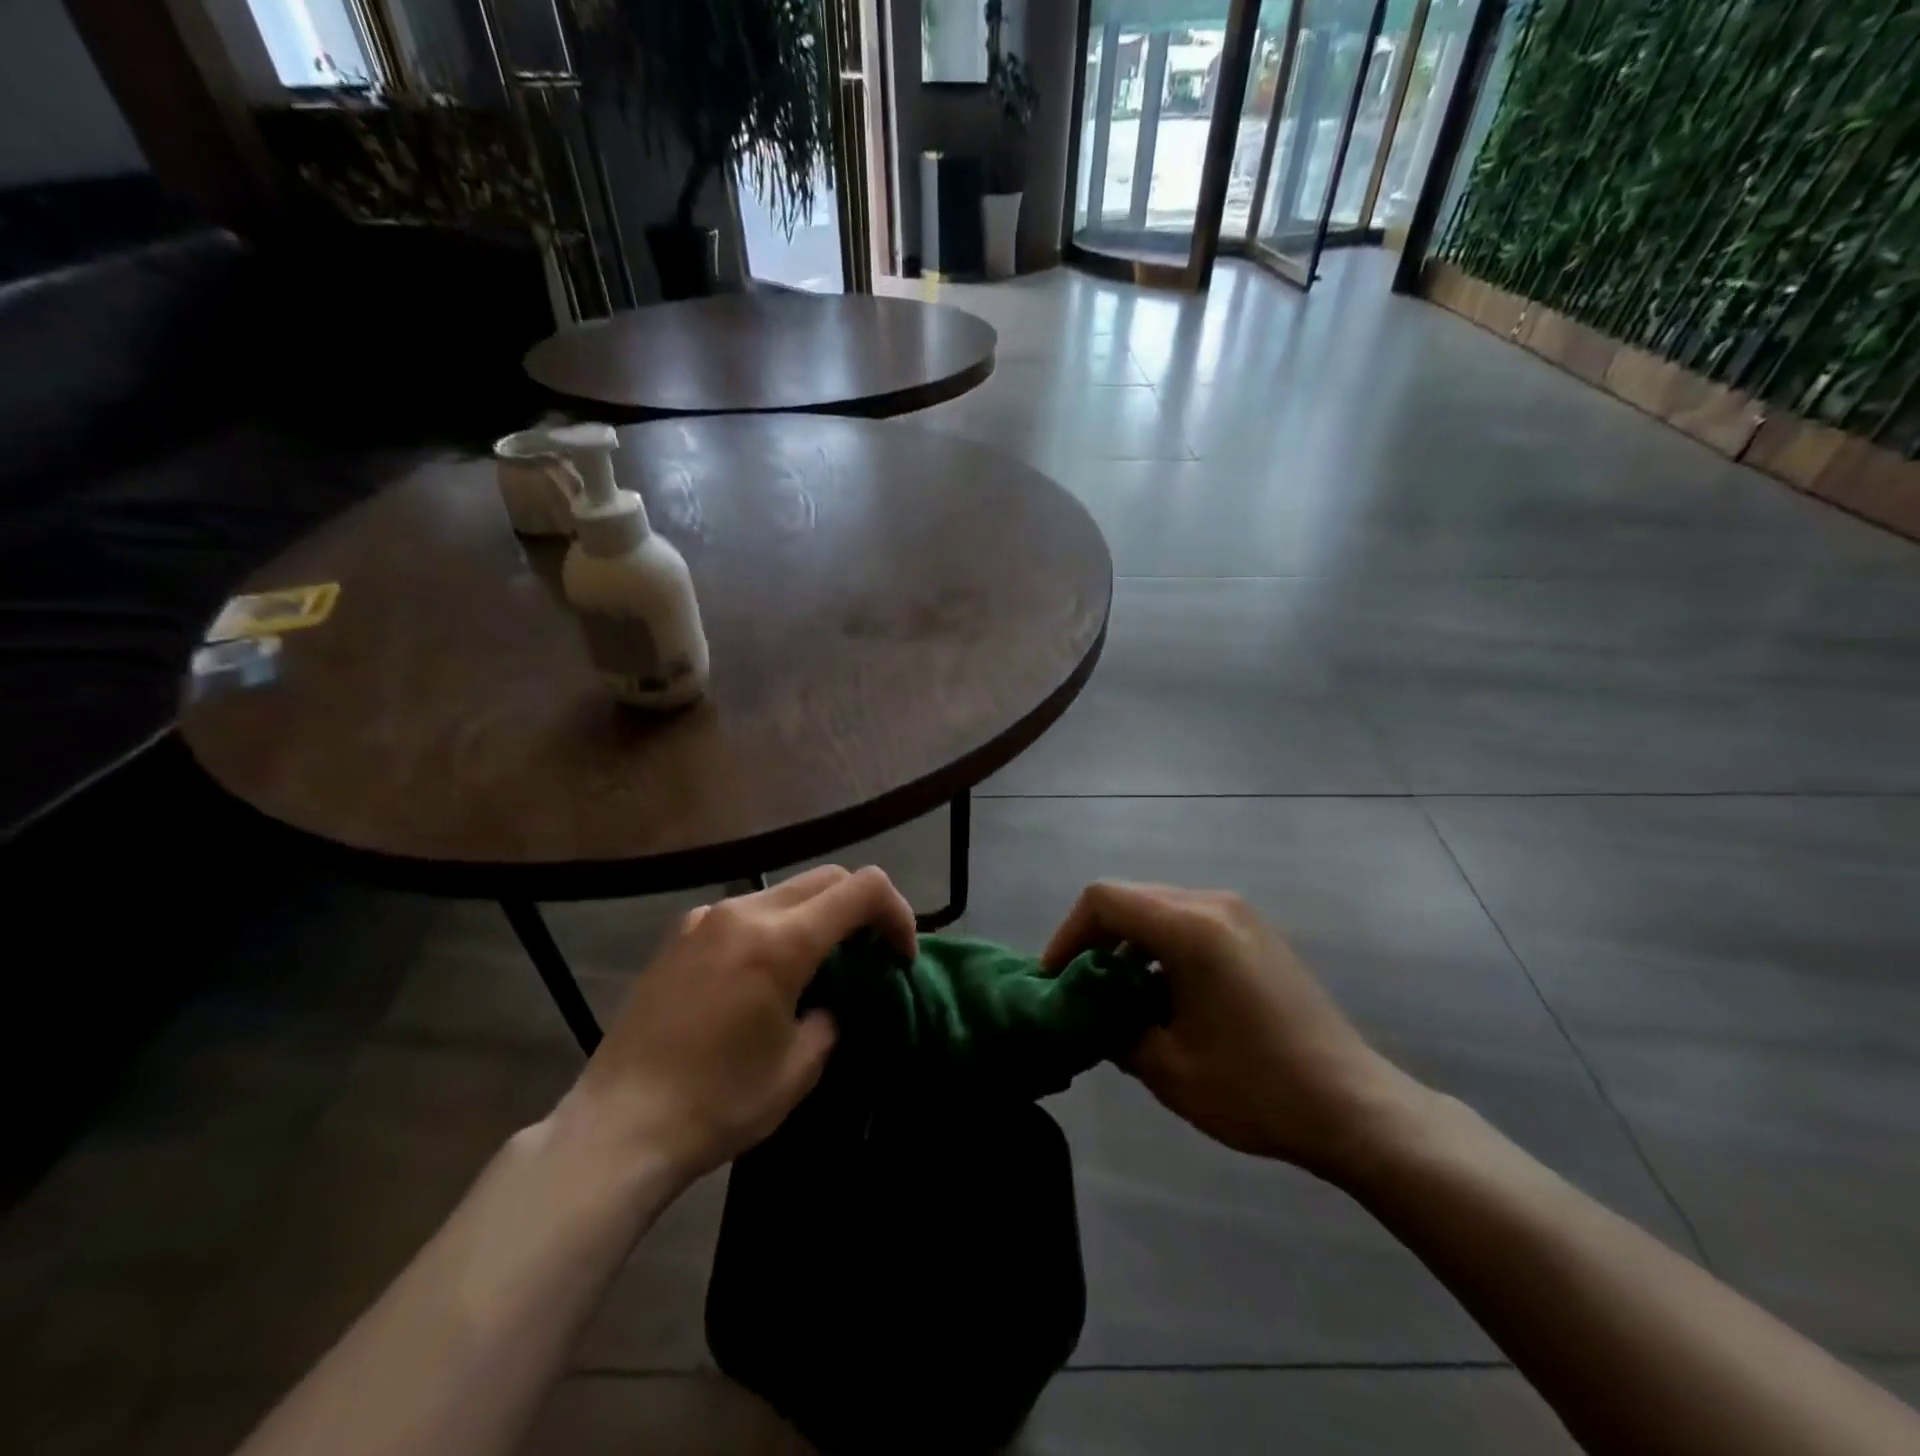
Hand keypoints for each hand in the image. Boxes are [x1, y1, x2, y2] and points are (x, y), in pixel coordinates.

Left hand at [554, 865, 916, 1187]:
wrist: (618, 1127)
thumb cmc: (717, 1103)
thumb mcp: (798, 1069)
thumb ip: (831, 1018)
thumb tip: (830, 1001)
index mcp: (782, 941)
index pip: (864, 889)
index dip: (898, 913)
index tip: (900, 957)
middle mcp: (744, 912)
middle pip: (827, 879)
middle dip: (860, 909)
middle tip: (868, 956)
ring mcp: (706, 918)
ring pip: (784, 891)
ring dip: (816, 916)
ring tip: (816, 968)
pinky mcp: (679, 934)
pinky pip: (744, 912)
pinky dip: (773, 927)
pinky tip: (761, 976)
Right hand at [1044, 882, 1417, 1178]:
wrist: (1354, 1106)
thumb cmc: (1256, 1088)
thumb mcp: (1168, 1069)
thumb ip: (1114, 1031)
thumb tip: (1090, 1016)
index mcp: (1191, 928)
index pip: (1104, 899)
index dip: (1068, 933)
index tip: (1056, 979)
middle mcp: (1214, 904)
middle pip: (1131, 899)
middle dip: (1096, 939)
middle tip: (1082, 988)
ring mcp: (1241, 914)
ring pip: (1160, 909)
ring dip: (1130, 944)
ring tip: (1121, 997)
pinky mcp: (1257, 932)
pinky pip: (1191, 921)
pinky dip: (1162, 947)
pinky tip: (1166, 996)